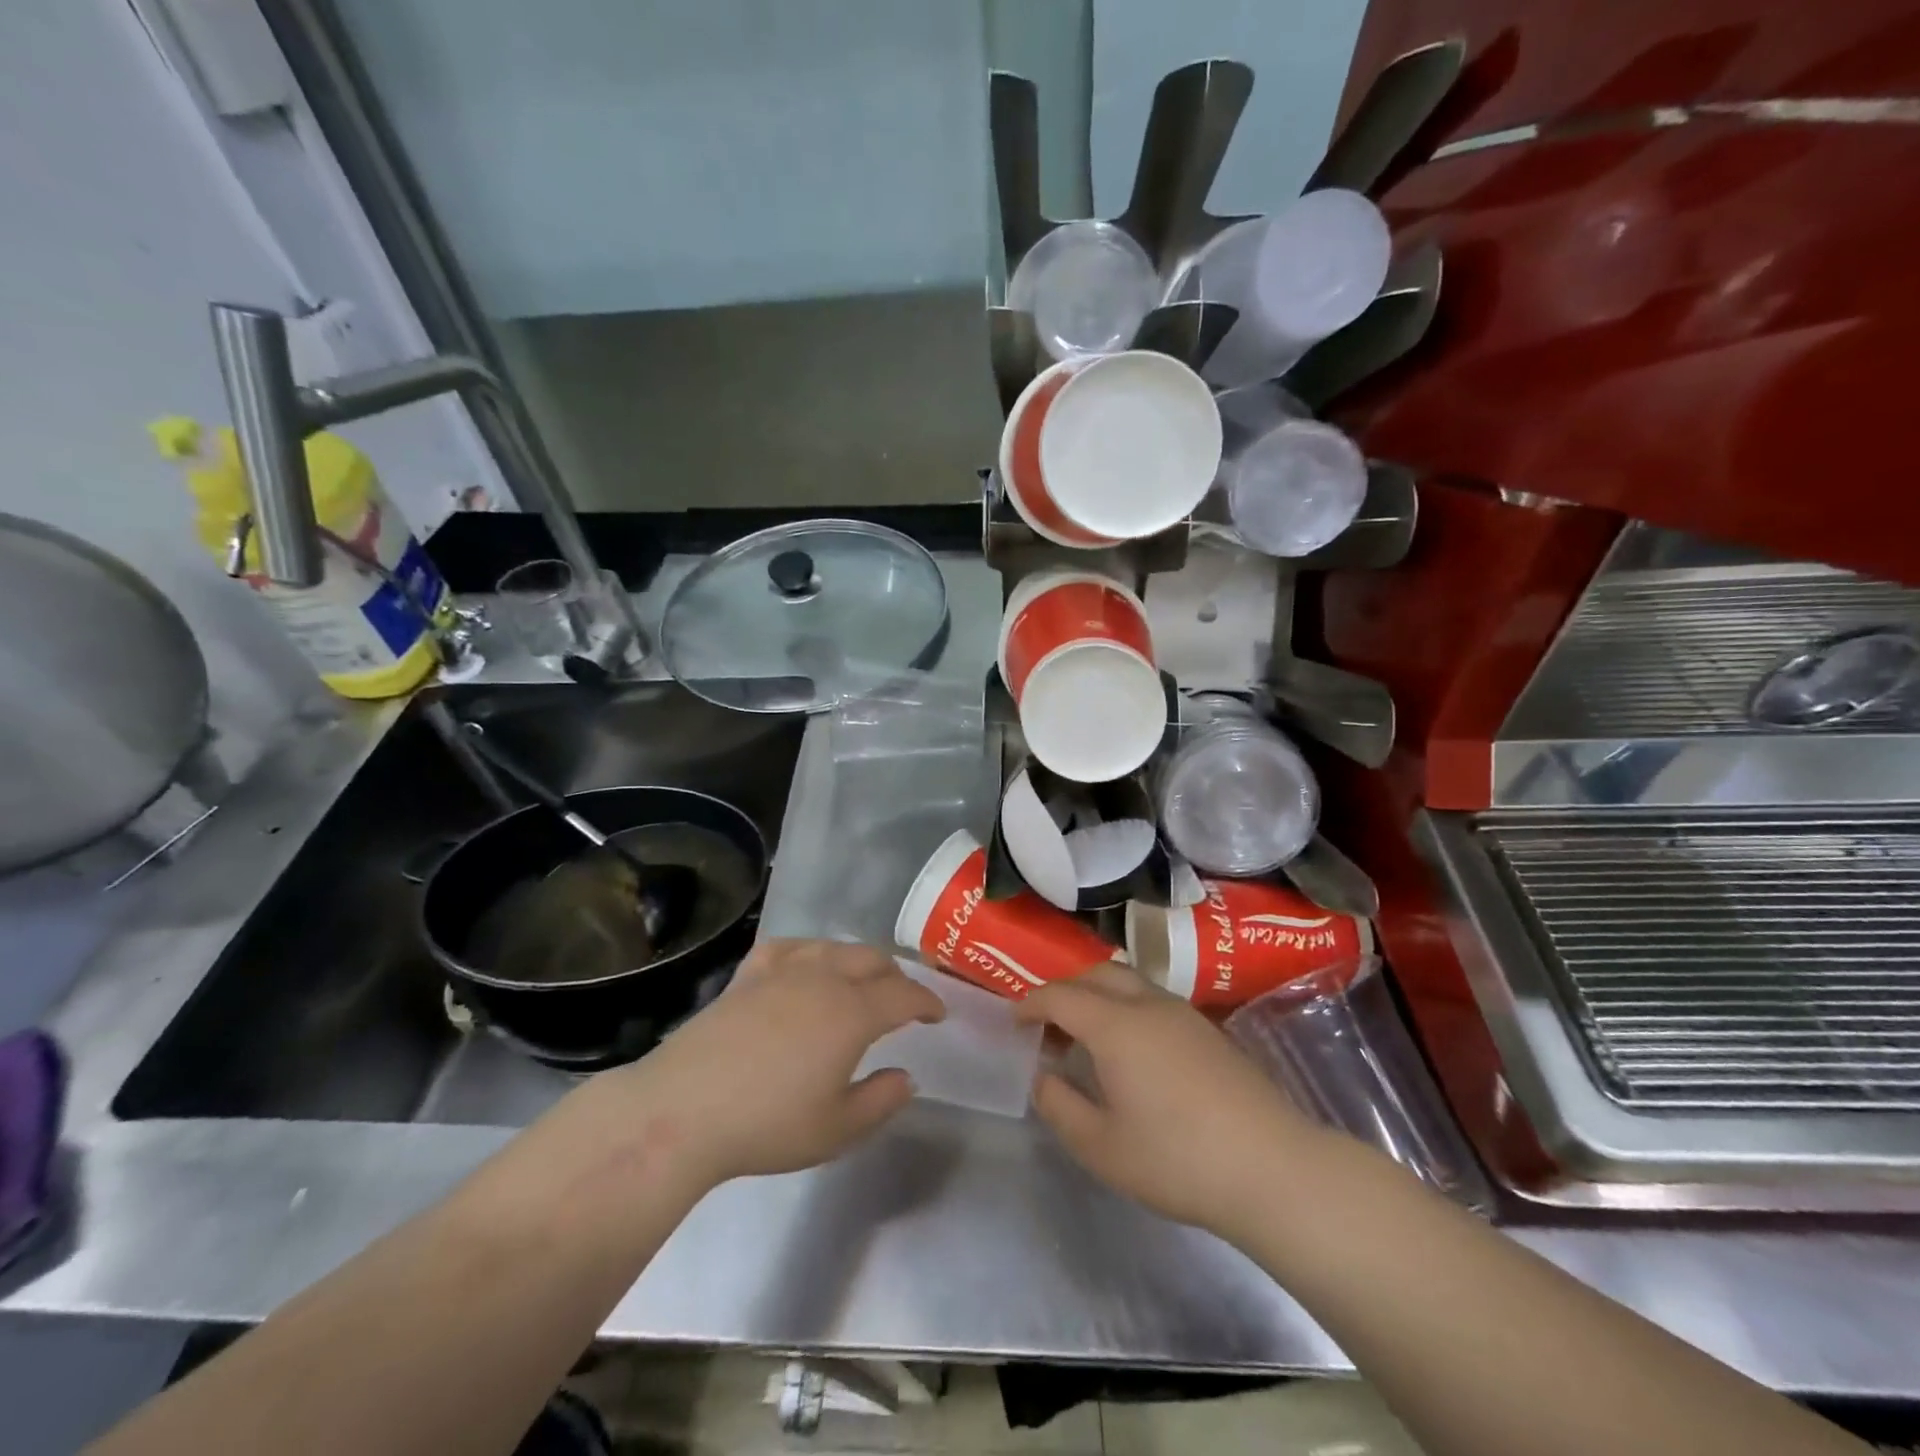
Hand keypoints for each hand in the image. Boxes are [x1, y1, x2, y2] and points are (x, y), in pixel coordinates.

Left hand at [606, 939, 944, 1187]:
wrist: (683, 1110)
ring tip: (860, 979)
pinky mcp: (748, 974)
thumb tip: (906, 1076)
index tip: (938, 1014)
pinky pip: (790, 947)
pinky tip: (806, 963)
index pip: (904, 994)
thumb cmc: (768, 1124)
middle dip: (895, 976)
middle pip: (872, 961)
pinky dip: (810, 951)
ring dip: (858, 960)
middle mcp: (824, 978)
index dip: (927, 1001)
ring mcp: (783, 971)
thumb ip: (882, 1100)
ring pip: (834, 948)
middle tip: (903, 999)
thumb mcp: (838, 1129)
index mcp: (853, 1012)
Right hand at [1017, 964, 1322, 1242]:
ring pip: (1130, 982)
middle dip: (1066, 990)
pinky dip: (1128, 1008)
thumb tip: (1043, 1077)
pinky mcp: (1209, 1030)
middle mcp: (1148, 1004)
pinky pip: (1154, 1000)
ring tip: (1089, 1038)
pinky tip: (1133, 1053)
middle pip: (1097, 973)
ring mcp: (1184, 1013)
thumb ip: (1060, 1106)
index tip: (1015, 1021)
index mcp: (1115, 1025)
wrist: (1272, 1168)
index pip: (1061, 995)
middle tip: (1050, 1026)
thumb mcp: (1101, 1147)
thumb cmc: (1176, 1158)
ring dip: (1099, 996)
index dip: (1032, 1004)